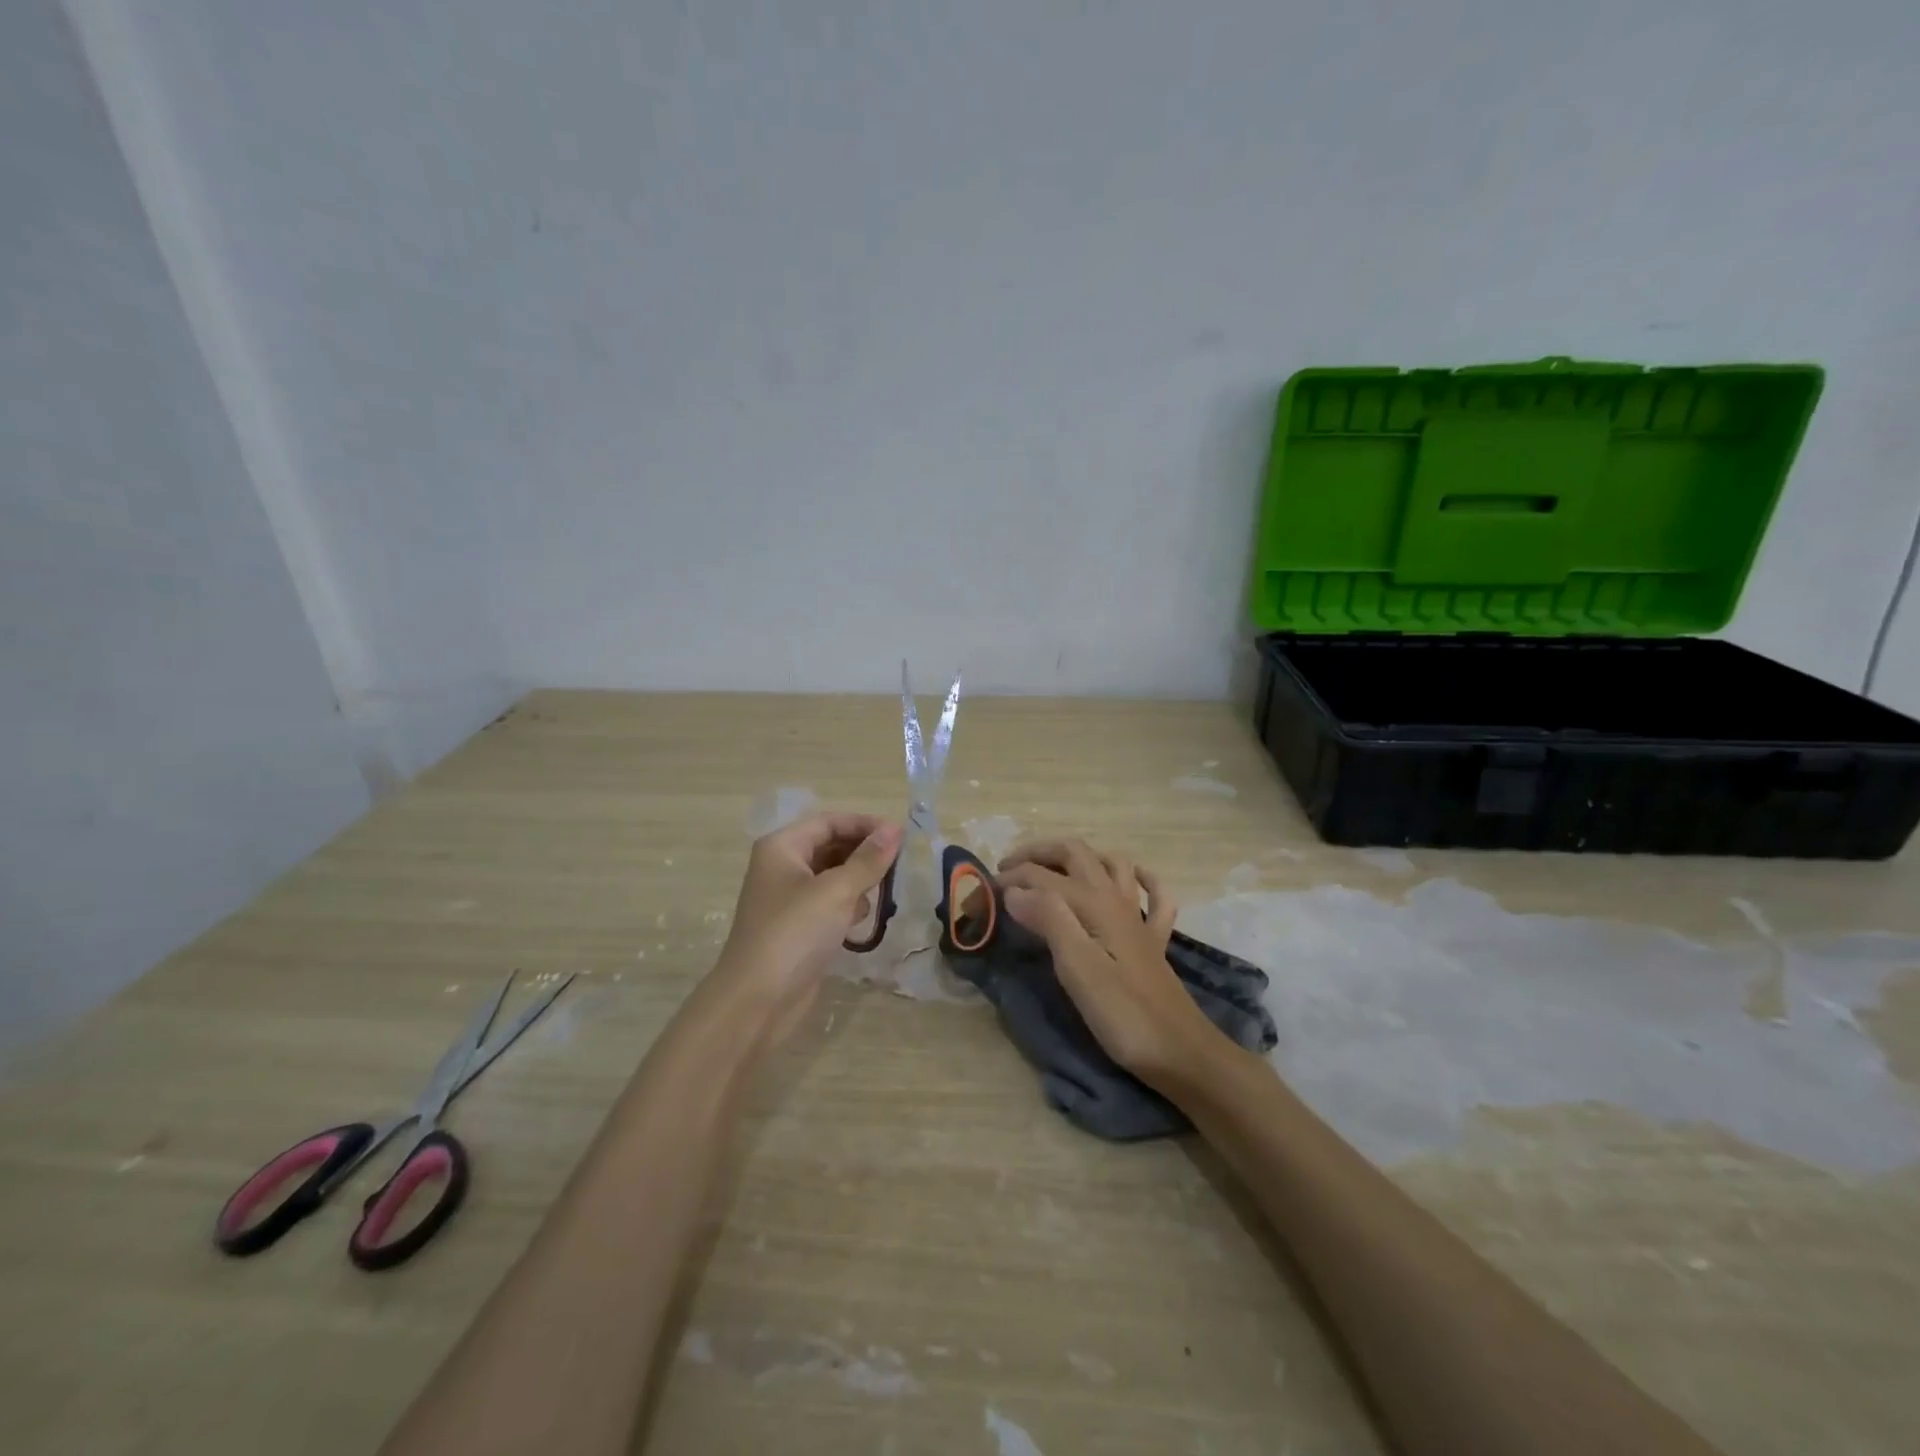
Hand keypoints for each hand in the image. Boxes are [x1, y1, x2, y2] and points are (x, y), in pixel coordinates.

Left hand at [711, 811, 901, 1043]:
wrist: (757, 1001)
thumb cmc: (794, 934)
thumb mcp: (836, 891)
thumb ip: (868, 859)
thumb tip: (895, 829)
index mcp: (782, 847)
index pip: (829, 822)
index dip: (865, 825)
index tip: (901, 836)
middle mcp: (782, 866)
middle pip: (831, 846)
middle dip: (864, 853)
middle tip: (900, 864)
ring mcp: (789, 898)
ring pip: (833, 876)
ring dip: (859, 880)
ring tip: (885, 891)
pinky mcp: (798, 927)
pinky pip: (830, 903)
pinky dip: (848, 905)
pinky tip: (862, 919)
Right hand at [997, 838, 1222, 1084]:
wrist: (1181, 1052)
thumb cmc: (1122, 1014)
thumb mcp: (1077, 968)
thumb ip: (1047, 919)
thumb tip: (1015, 890)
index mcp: (1095, 904)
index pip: (1043, 876)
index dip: (1011, 878)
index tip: (981, 891)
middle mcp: (1117, 900)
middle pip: (1076, 854)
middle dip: (1039, 853)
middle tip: (1006, 869)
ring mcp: (1139, 919)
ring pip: (1111, 865)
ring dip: (1080, 857)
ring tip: (1051, 869)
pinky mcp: (1153, 941)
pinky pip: (1155, 896)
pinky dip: (1142, 879)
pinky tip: (1131, 881)